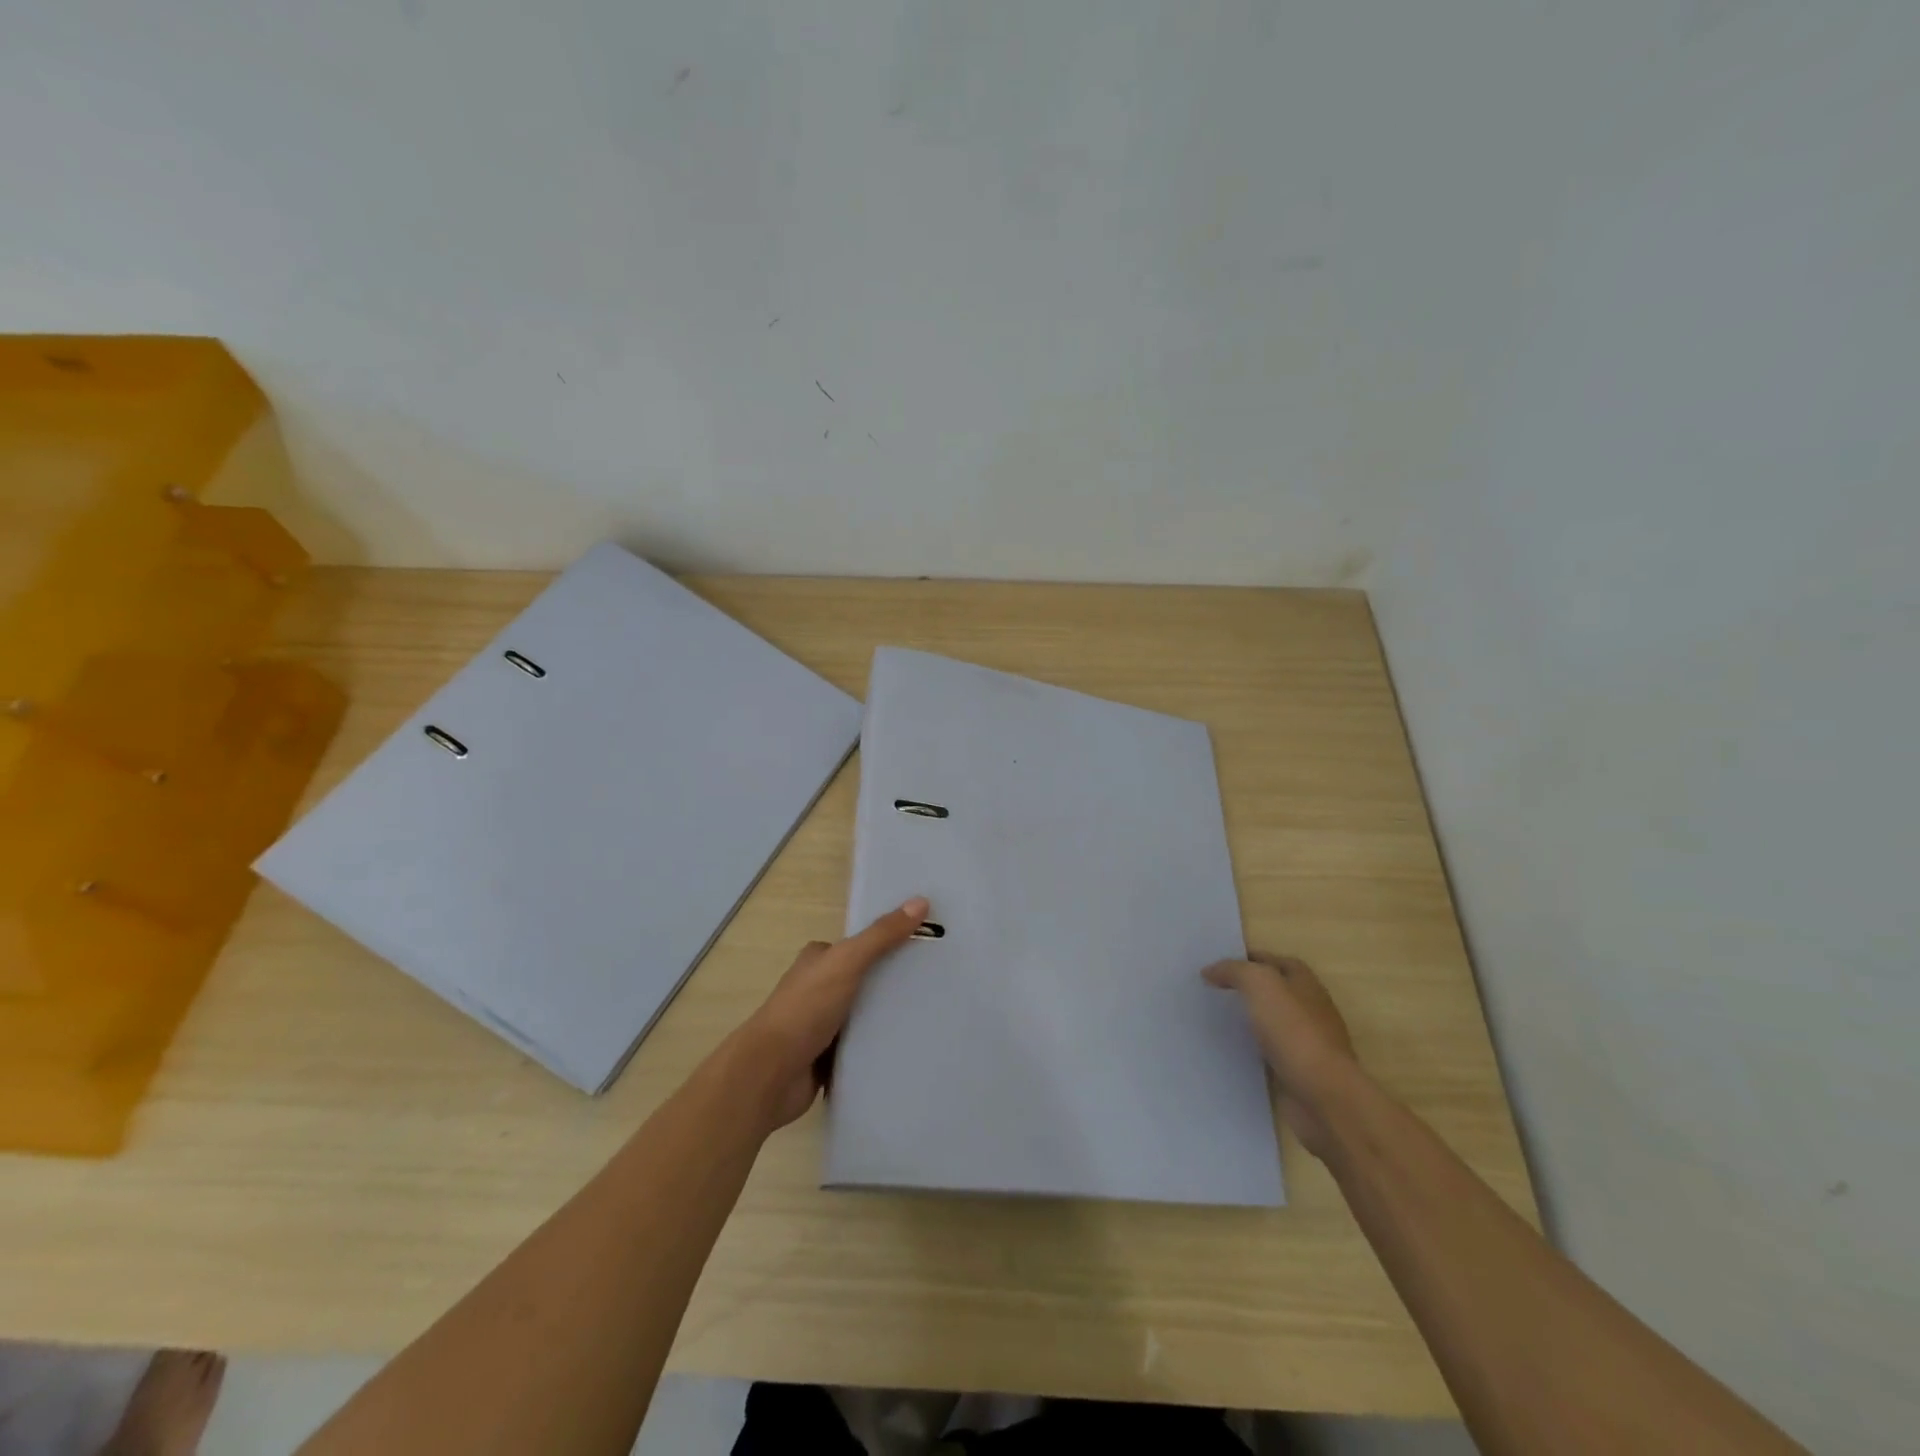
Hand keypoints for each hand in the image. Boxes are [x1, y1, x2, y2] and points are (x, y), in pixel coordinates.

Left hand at [730, 897, 929, 1131]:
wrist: (771, 1074)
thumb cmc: (805, 1009)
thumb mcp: (847, 962)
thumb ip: (882, 935)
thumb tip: (920, 901)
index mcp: (818, 960)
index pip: (860, 945)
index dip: (889, 942)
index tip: (926, 946)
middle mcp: (818, 988)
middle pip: (864, 979)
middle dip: (893, 981)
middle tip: (937, 983)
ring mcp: (821, 1024)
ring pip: (864, 1014)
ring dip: (888, 1016)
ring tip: (931, 1014)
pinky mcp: (827, 1057)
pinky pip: (861, 1046)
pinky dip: (879, 1045)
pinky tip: (908, 1044)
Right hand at [1204, 951, 1355, 1158]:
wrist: (1323, 1095)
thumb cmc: (1294, 1030)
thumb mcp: (1260, 984)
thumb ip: (1234, 971)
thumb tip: (1210, 971)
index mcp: (1305, 983)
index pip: (1275, 961)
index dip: (1248, 959)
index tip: (1217, 965)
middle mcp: (1309, 1009)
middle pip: (1273, 992)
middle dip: (1245, 990)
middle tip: (1210, 991)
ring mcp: (1305, 1043)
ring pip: (1269, 1023)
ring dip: (1246, 1021)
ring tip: (1212, 1020)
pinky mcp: (1297, 1072)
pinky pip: (1267, 1054)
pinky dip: (1249, 1050)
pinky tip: (1227, 1051)